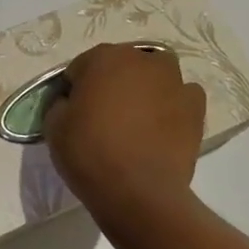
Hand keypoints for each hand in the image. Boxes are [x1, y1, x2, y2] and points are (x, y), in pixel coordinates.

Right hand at [44, 43, 206, 227]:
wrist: (139, 191)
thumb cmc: (90, 153)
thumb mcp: (53, 126)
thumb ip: (61, 103)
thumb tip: (72, 102)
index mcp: (103, 57)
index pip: (82, 66)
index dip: (76, 89)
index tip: (75, 112)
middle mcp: (141, 59)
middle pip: (122, 65)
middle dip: (113, 83)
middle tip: (105, 116)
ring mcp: (173, 80)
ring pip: (156, 74)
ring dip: (146, 87)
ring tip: (138, 120)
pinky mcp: (195, 106)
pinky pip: (182, 96)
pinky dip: (173, 105)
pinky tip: (163, 126)